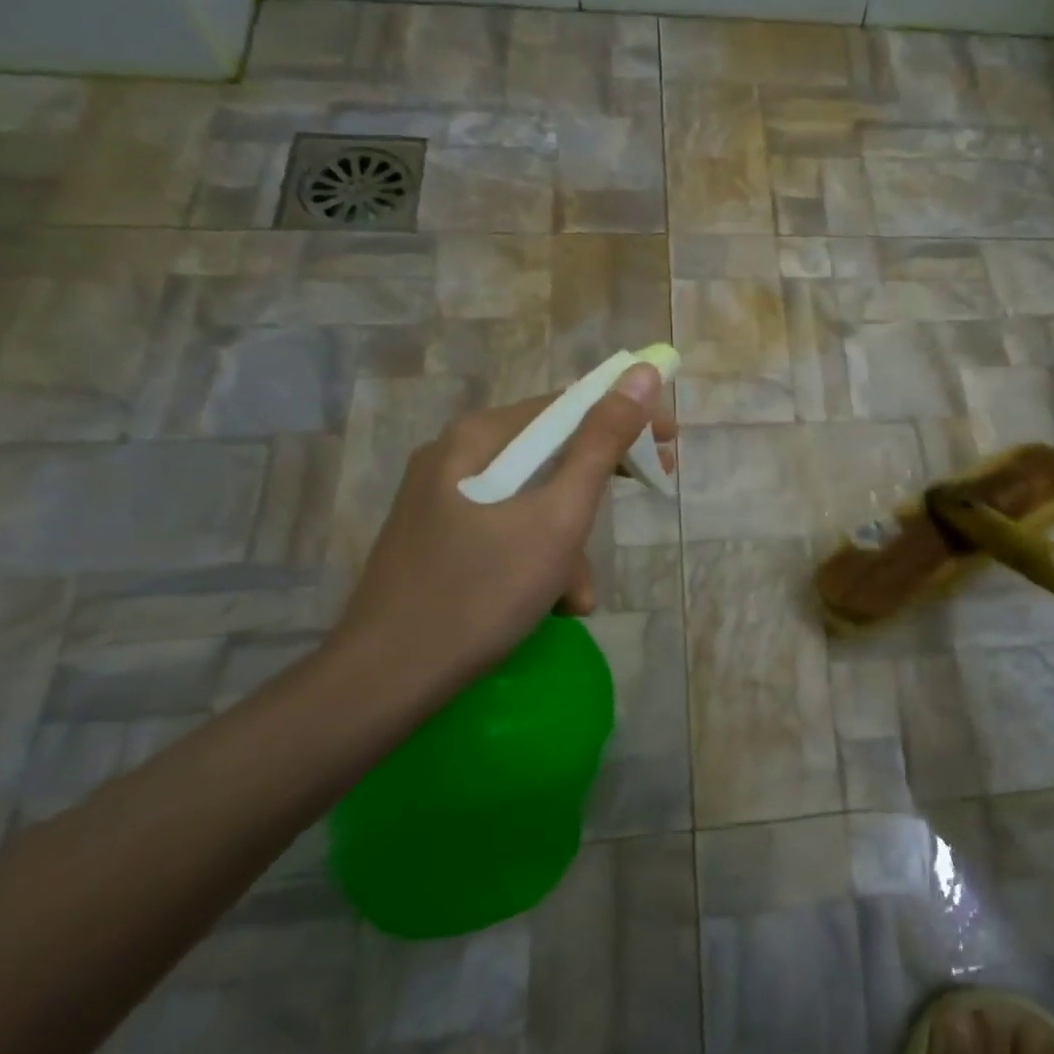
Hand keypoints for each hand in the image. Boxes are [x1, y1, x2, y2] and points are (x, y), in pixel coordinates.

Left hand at [323, 364, 674, 703]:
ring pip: (533, 498)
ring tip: (575, 595)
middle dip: (598, 488)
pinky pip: (507, 528)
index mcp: (479, 437)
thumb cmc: (482, 592)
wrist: (385, 680)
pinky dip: (538, 558)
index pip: (569, 404)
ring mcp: (442, 498)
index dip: (627, 418)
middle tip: (647, 496)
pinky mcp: (439, 537)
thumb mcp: (558, 517)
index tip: (668, 448)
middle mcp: (457, 455)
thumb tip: (643, 373)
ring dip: (569, 541)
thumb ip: (602, 443)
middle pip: (551, 451)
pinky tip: (548, 604)